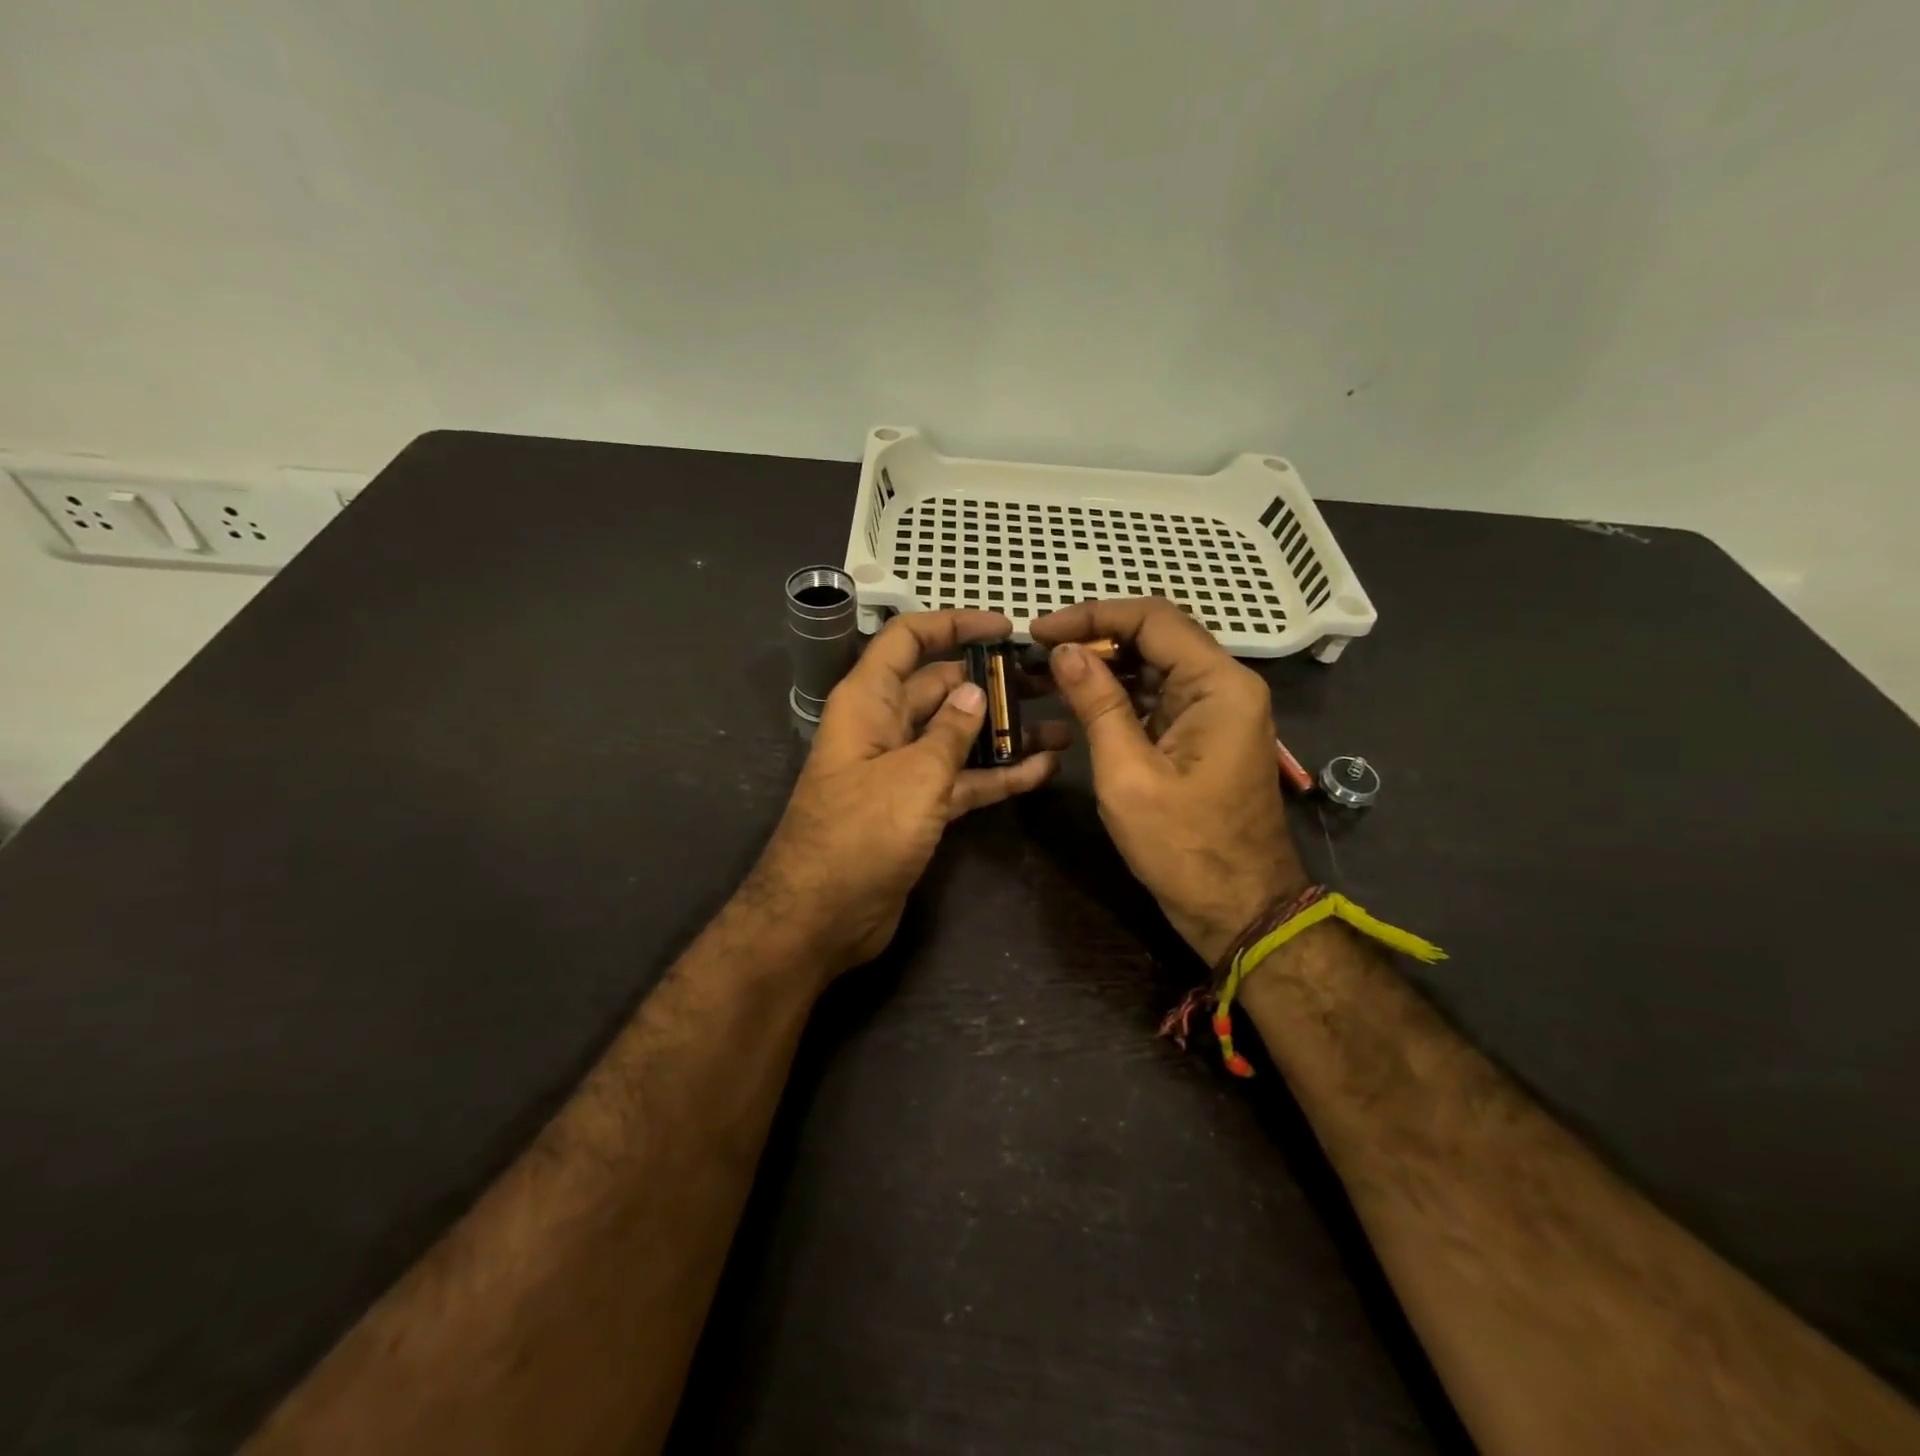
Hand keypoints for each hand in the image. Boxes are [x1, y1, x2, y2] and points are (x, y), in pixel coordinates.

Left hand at [751, 610, 1066, 976]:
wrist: (822, 917)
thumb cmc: (861, 834)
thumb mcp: (913, 776)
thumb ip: (950, 731)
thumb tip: (974, 692)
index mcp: (868, 702)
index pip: (908, 640)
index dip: (954, 625)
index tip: (1005, 628)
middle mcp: (884, 727)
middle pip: (940, 687)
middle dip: (991, 681)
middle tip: (1049, 681)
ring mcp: (902, 770)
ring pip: (957, 736)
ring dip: (1003, 730)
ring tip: (1061, 724)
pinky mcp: (917, 808)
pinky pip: (962, 779)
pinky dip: (997, 774)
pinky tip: (1043, 769)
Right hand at [1030, 599, 1305, 964]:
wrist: (1239, 909)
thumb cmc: (1184, 847)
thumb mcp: (1128, 774)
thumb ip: (1097, 704)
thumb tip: (1064, 651)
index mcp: (1219, 685)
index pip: (1152, 619)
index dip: (1092, 616)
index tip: (1040, 631)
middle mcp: (1225, 685)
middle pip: (1156, 635)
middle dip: (1095, 637)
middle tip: (1038, 650)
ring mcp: (1217, 709)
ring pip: (1155, 664)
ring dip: (1104, 664)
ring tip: (1048, 670)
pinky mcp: (1203, 733)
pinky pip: (1159, 696)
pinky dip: (1119, 693)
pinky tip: (1080, 698)